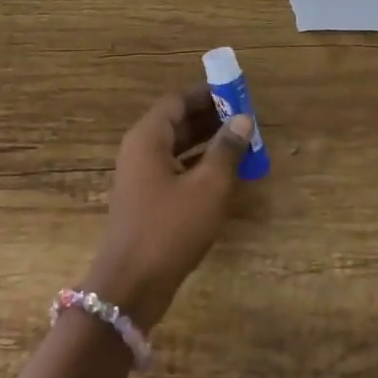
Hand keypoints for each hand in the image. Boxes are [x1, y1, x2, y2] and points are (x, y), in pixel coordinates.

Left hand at [82, 86, 254, 330]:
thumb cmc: (170, 228)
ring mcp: (141, 178)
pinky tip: (227, 175)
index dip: (207, 94)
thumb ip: (227, 149)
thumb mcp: (208, 187)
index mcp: (148, 138)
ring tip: (244, 143)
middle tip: (246, 118)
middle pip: (177, 122)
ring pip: (178, 147)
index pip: (177, 100)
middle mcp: (140, 151)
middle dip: (211, 117)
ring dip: (208, 143)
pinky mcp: (148, 201)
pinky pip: (176, 171)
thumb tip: (243, 119)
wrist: (131, 285)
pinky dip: (200, 166)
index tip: (237, 92)